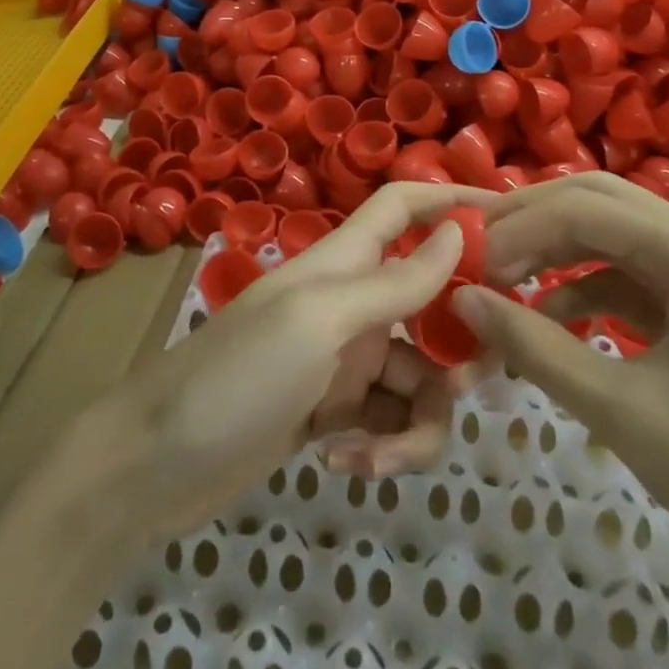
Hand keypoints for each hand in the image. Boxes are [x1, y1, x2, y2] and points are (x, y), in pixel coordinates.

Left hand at [87, 182, 497, 541]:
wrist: (153, 466)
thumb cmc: (236, 376)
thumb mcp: (319, 324)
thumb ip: (392, 283)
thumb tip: (456, 235)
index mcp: (342, 263)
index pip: (405, 208)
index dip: (455, 202)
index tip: (515, 221)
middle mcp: (350, 303)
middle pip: (431, 301)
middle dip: (460, 342)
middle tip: (479, 380)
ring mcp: (344, 361)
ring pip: (420, 375)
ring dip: (419, 420)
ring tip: (381, 455)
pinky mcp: (335, 414)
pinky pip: (391, 420)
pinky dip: (385, 447)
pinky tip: (348, 466)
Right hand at [450, 172, 668, 594]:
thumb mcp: (624, 412)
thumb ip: (534, 346)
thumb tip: (460, 299)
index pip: (581, 209)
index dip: (514, 229)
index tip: (462, 263)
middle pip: (598, 201)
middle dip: (530, 222)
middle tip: (474, 250)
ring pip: (614, 233)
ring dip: (555, 252)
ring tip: (500, 282)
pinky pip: (635, 273)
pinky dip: (587, 288)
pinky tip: (550, 318)